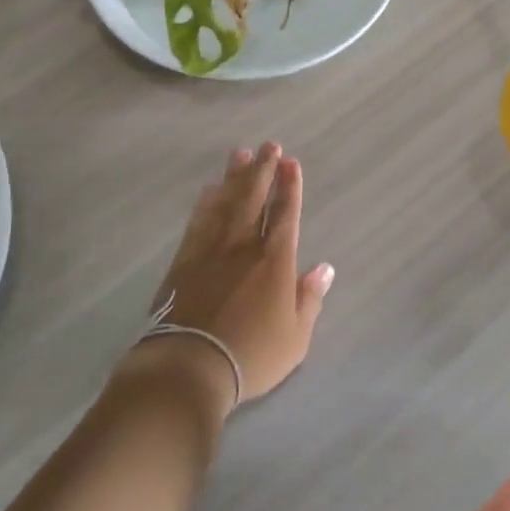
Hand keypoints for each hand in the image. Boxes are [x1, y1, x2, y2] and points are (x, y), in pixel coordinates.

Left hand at [137, 142, 334, 406]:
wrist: (190, 365)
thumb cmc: (251, 355)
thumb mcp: (295, 337)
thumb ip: (309, 298)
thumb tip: (324, 268)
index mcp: (275, 261)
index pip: (285, 214)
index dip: (290, 187)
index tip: (291, 163)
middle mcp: (244, 245)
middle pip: (254, 198)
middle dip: (263, 170)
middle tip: (269, 146)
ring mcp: (211, 249)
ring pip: (226, 203)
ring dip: (235, 177)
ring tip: (241, 154)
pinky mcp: (185, 259)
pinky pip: (198, 221)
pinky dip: (206, 202)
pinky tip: (210, 189)